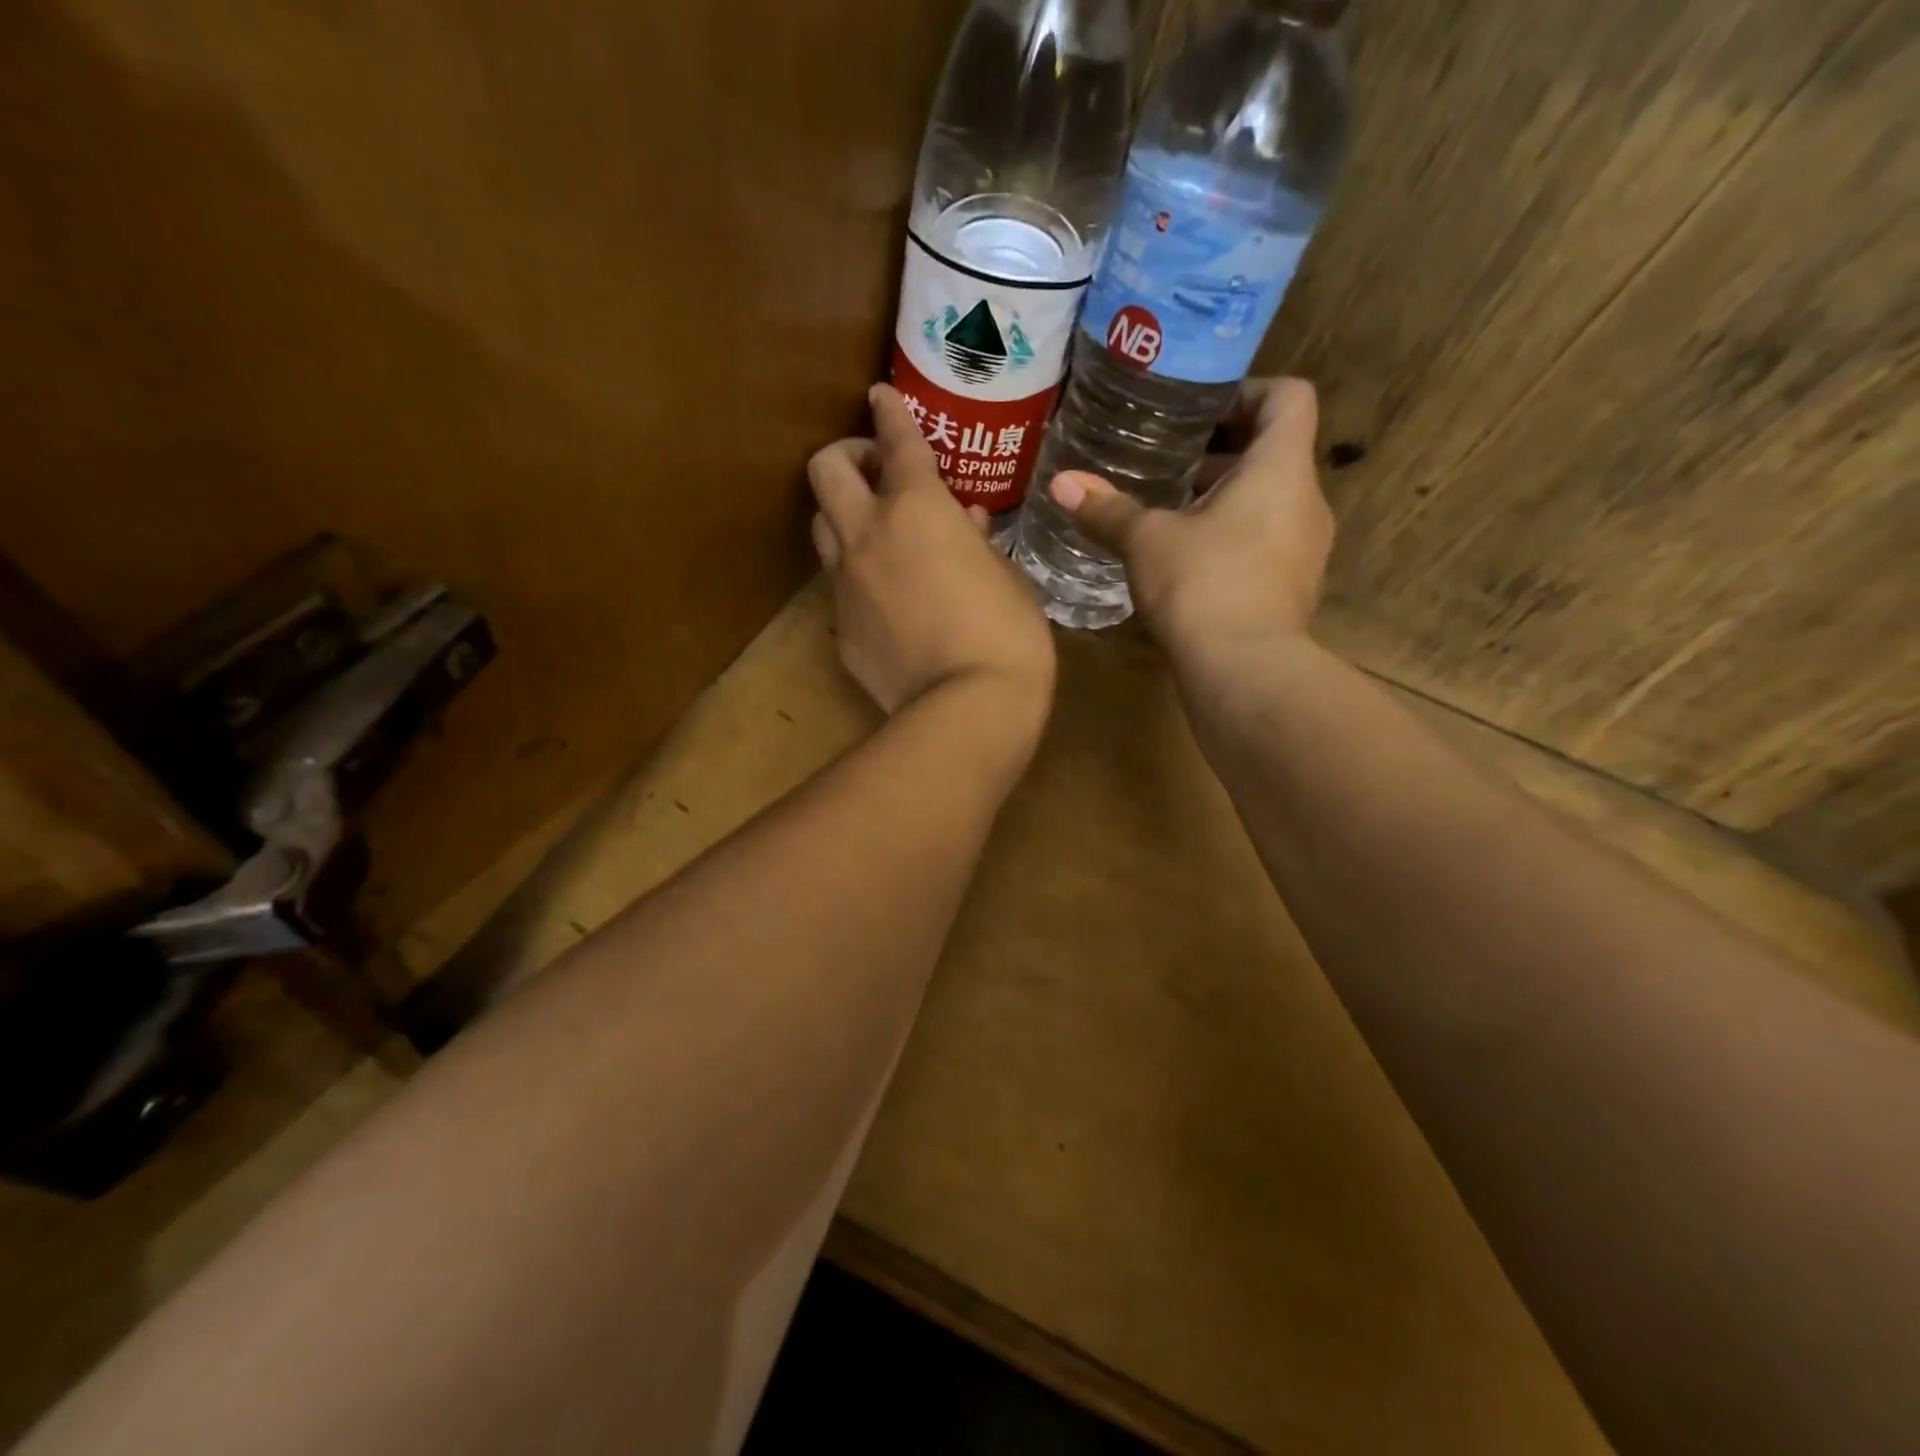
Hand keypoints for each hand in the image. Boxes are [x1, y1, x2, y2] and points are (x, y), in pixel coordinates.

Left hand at [809, 386, 1055, 726]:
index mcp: (918, 509)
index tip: (881, 396)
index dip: (889, 412)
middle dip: (846, 455)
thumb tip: (965, 520)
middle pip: (826, 470)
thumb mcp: (1008, 578)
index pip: (896, 441)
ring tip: (874, 529)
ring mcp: (846, 583)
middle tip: (874, 468)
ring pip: (822, 526)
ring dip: (842, 514)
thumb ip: (979, 541)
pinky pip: (840, 586)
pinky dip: (858, 576)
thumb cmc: (1006, 635)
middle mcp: (869, 535)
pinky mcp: (841, 629)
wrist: (965, 711)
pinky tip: (887, 598)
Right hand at [1046, 378, 1333, 663]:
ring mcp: (1308, 549)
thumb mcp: (1146, 541)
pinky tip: (1190, 562)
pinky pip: (1269, 542)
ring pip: (1272, 501)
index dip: (1249, 392)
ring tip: (1174, 513)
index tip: (1202, 411)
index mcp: (1281, 469)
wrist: (1244, 671)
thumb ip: (1107, 509)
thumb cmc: (1201, 584)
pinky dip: (1236, 538)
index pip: (1289, 398)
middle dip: (1224, 452)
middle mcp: (1307, 500)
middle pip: (1276, 452)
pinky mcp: (1296, 588)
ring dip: (1228, 499)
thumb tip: (1061, 483)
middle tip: (1171, 462)